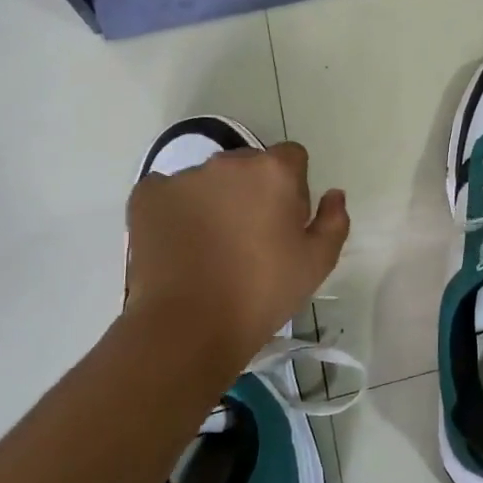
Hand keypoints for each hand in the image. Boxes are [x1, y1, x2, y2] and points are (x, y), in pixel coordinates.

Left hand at [123, 141, 349, 375]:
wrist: (190, 325)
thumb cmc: (263, 292)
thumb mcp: (318, 262)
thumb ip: (334, 220)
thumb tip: (333, 194)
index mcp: (274, 171)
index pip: (292, 157)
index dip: (294, 188)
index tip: (286, 221)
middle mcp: (228, 162)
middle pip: (249, 165)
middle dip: (254, 190)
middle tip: (251, 237)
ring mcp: (183, 177)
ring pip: (209, 179)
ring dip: (216, 199)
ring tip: (211, 246)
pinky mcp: (147, 196)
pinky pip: (169, 192)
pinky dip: (176, 209)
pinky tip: (180, 243)